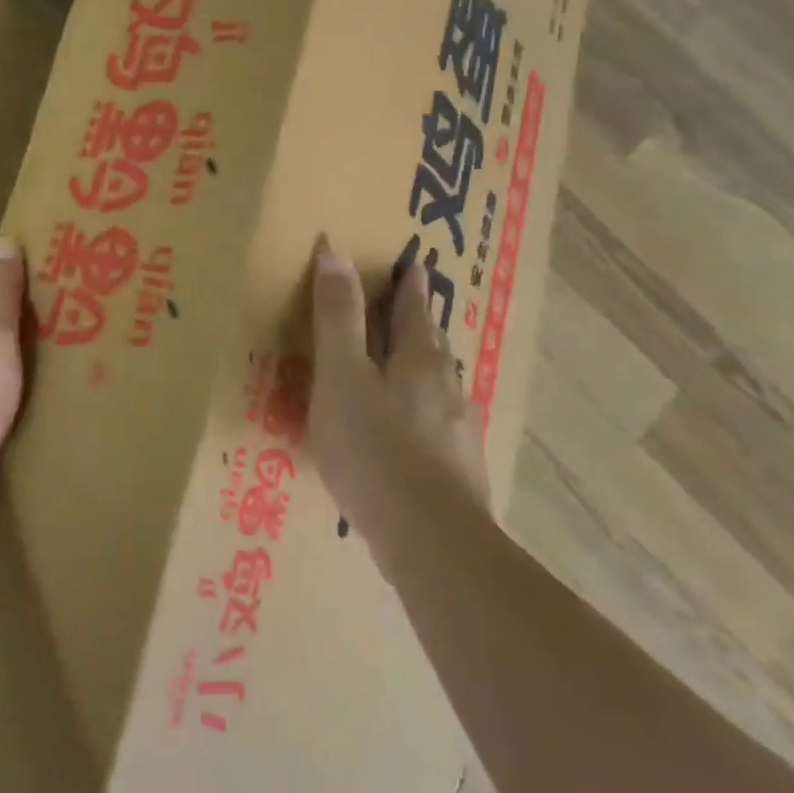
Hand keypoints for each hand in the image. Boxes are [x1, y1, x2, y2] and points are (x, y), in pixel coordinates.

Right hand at [306, 240, 489, 537]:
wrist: (430, 541)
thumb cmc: (374, 446)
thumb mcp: (341, 374)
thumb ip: (336, 316)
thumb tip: (335, 251)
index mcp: (420, 359)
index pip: (414, 309)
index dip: (409, 286)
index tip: (413, 265)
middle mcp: (448, 387)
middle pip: (432, 345)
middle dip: (418, 324)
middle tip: (406, 309)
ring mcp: (458, 431)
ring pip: (438, 386)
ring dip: (420, 368)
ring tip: (401, 367)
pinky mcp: (458, 470)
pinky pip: (436, 424)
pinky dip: (419, 412)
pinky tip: (406, 432)